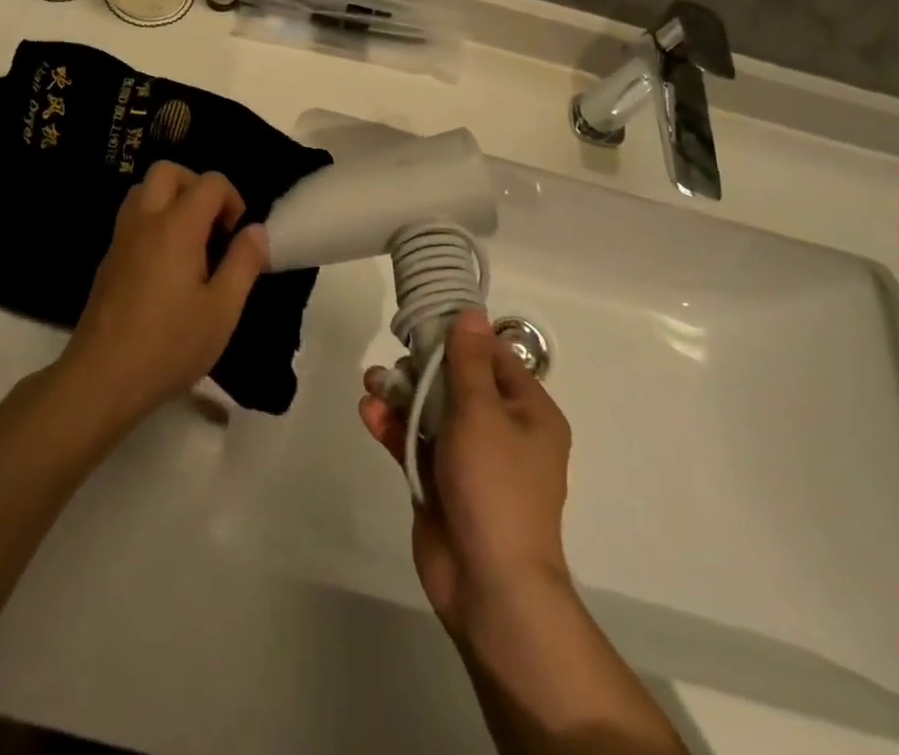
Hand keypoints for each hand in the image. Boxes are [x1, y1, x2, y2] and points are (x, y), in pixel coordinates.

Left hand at [62, 163, 268, 426]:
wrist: (103, 378)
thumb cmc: (170, 343)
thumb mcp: (223, 309)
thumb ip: (243, 262)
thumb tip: (256, 229)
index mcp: (177, 226)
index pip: (210, 182)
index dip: (232, 200)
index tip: (236, 237)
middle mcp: (145, 220)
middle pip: (167, 171)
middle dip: (196, 186)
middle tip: (212, 225)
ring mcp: (120, 238)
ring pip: (143, 191)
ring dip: (170, 200)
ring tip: (190, 241)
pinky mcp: (107, 260)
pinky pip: (131, 219)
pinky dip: (152, 222)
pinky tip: (167, 265)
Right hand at [359, 308, 572, 638]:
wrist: (489, 584)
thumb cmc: (494, 485)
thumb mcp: (482, 412)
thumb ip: (468, 361)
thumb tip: (472, 314)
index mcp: (529, 413)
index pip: (495, 358)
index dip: (461, 337)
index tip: (425, 320)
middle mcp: (503, 431)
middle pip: (459, 382)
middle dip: (423, 367)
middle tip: (394, 355)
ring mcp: (470, 459)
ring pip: (432, 411)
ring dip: (401, 394)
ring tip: (371, 382)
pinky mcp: (441, 482)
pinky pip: (415, 442)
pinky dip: (393, 426)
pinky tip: (368, 411)